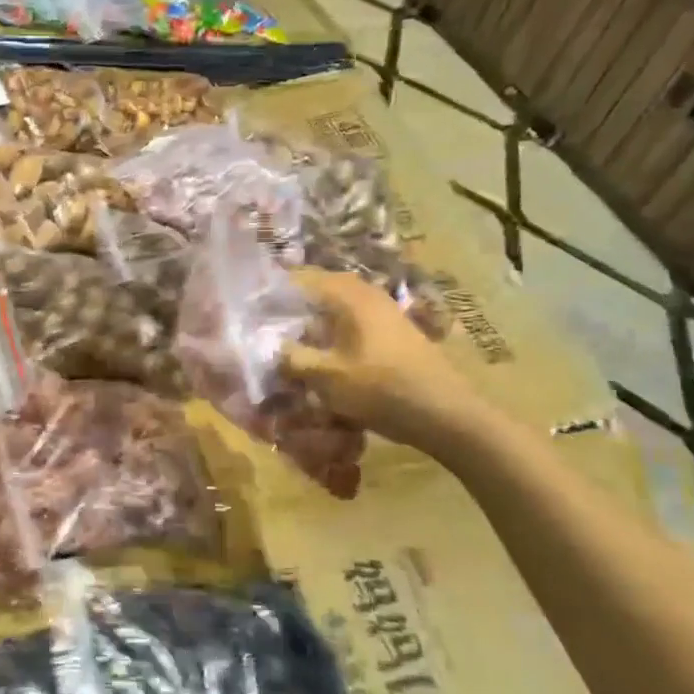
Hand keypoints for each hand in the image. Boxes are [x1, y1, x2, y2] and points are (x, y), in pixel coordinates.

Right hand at [281, 268, 492, 456]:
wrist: (446, 415)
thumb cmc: (382, 389)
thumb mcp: (326, 377)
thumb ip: (291, 358)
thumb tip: (268, 347)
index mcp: (349, 295)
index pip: (299, 278)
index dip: (270, 291)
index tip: (247, 307)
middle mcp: (366, 294)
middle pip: (316, 291)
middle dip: (289, 307)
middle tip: (262, 326)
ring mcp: (383, 313)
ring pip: (333, 309)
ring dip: (309, 323)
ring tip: (286, 343)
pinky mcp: (391, 333)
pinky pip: (349, 324)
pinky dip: (328, 334)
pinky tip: (318, 356)